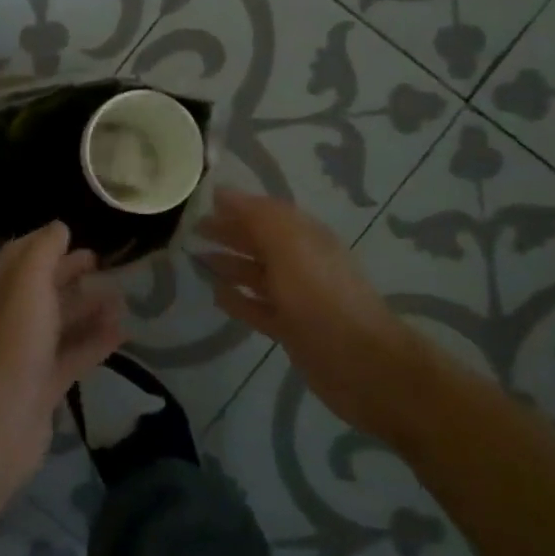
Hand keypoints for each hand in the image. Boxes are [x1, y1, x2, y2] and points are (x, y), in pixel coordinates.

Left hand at [0, 221, 125, 490]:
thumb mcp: (27, 281)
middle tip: (103, 262)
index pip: (18, 254)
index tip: (75, 234)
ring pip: (58, 322)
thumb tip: (59, 228)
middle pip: (40, 287)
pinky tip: (123, 332)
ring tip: (122, 297)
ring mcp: (23, 353)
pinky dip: (94, 341)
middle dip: (69, 272)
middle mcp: (5, 316)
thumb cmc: (11, 339)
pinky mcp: (42, 385)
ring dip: (87, 307)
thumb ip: (44, 250)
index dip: (45, 242)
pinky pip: (72, 354)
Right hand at [199, 186, 420, 436]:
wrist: (361, 363)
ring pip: (257, 273)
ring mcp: (297, 297)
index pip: (266, 211)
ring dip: (230, 263)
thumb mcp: (289, 244)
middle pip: (260, 240)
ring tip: (198, 258)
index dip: (237, 205)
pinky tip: (215, 295)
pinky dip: (237, 299)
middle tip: (193, 229)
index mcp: (305, 236)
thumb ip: (256, 216)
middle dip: (229, 231)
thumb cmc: (320, 295)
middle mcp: (301, 262)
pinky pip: (257, 307)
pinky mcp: (291, 328)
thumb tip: (223, 192)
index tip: (203, 201)